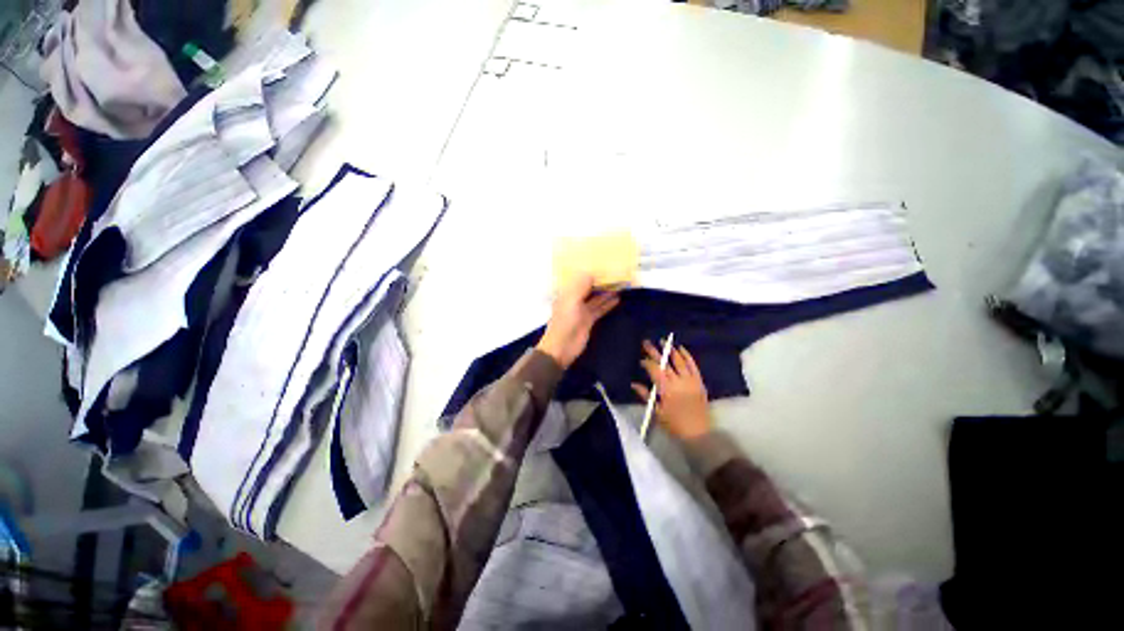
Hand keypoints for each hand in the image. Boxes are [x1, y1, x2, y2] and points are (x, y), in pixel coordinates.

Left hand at [536, 275, 619, 368]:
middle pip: (589, 288)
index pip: (579, 279)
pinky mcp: (589, 320)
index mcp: (566, 293)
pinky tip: (617, 299)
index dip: (590, 272)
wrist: (562, 347)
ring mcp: (582, 310)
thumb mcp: (571, 301)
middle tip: (616, 273)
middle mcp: (574, 299)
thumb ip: (581, 286)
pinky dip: (608, 304)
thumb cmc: (565, 322)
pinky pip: (600, 309)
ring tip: (620, 284)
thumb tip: (592, 273)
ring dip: (606, 292)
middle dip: (600, 281)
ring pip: (596, 298)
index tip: (603, 265)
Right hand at [631, 340, 710, 439]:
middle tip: (647, 342)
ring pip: (679, 361)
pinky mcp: (699, 382)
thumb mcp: (657, 412)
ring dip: (671, 350)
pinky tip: (682, 349)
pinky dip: (687, 356)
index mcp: (666, 389)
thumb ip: (646, 396)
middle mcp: (678, 381)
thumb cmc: (675, 425)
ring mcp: (690, 381)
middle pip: (665, 363)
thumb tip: (634, 384)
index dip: (647, 363)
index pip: (654, 370)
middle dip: (655, 352)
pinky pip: (693, 366)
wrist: (699, 434)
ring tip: (664, 342)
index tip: (641, 361)